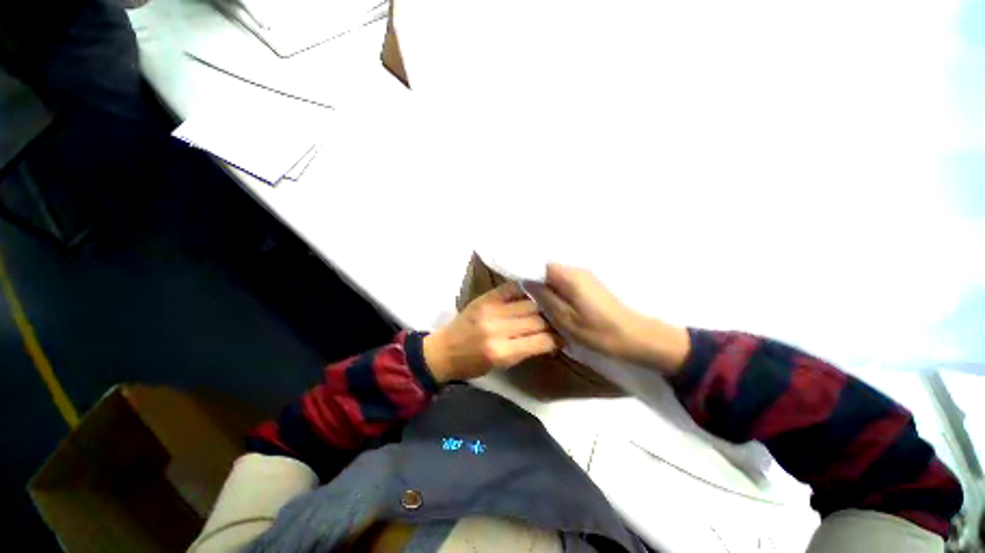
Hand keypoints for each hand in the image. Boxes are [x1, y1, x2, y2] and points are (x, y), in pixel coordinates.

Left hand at [423, 282, 561, 382]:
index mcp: (502, 352)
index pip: (540, 340)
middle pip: (536, 319)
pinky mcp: (485, 297)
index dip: (556, 338)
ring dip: (542, 305)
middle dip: (551, 320)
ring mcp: (491, 309)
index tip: (563, 336)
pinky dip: (525, 289)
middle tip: (558, 320)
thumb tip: (550, 338)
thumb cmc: (472, 365)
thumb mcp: (501, 366)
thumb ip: (525, 350)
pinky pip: (512, 288)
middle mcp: (497, 328)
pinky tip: (534, 291)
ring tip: (550, 305)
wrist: (444, 350)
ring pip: (528, 302)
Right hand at [533, 264, 689, 373]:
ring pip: (558, 277)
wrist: (636, 337)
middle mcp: (578, 270)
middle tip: (533, 303)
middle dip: (539, 284)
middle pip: (549, 270)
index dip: (530, 275)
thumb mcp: (565, 318)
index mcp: (570, 276)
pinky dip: (560, 292)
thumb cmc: (598, 331)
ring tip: (546, 306)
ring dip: (550, 289)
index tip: (523, 291)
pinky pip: (568, 282)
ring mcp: (586, 276)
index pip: (541, 265)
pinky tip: (561, 306)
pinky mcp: (592, 284)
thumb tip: (527, 282)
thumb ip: (545, 298)